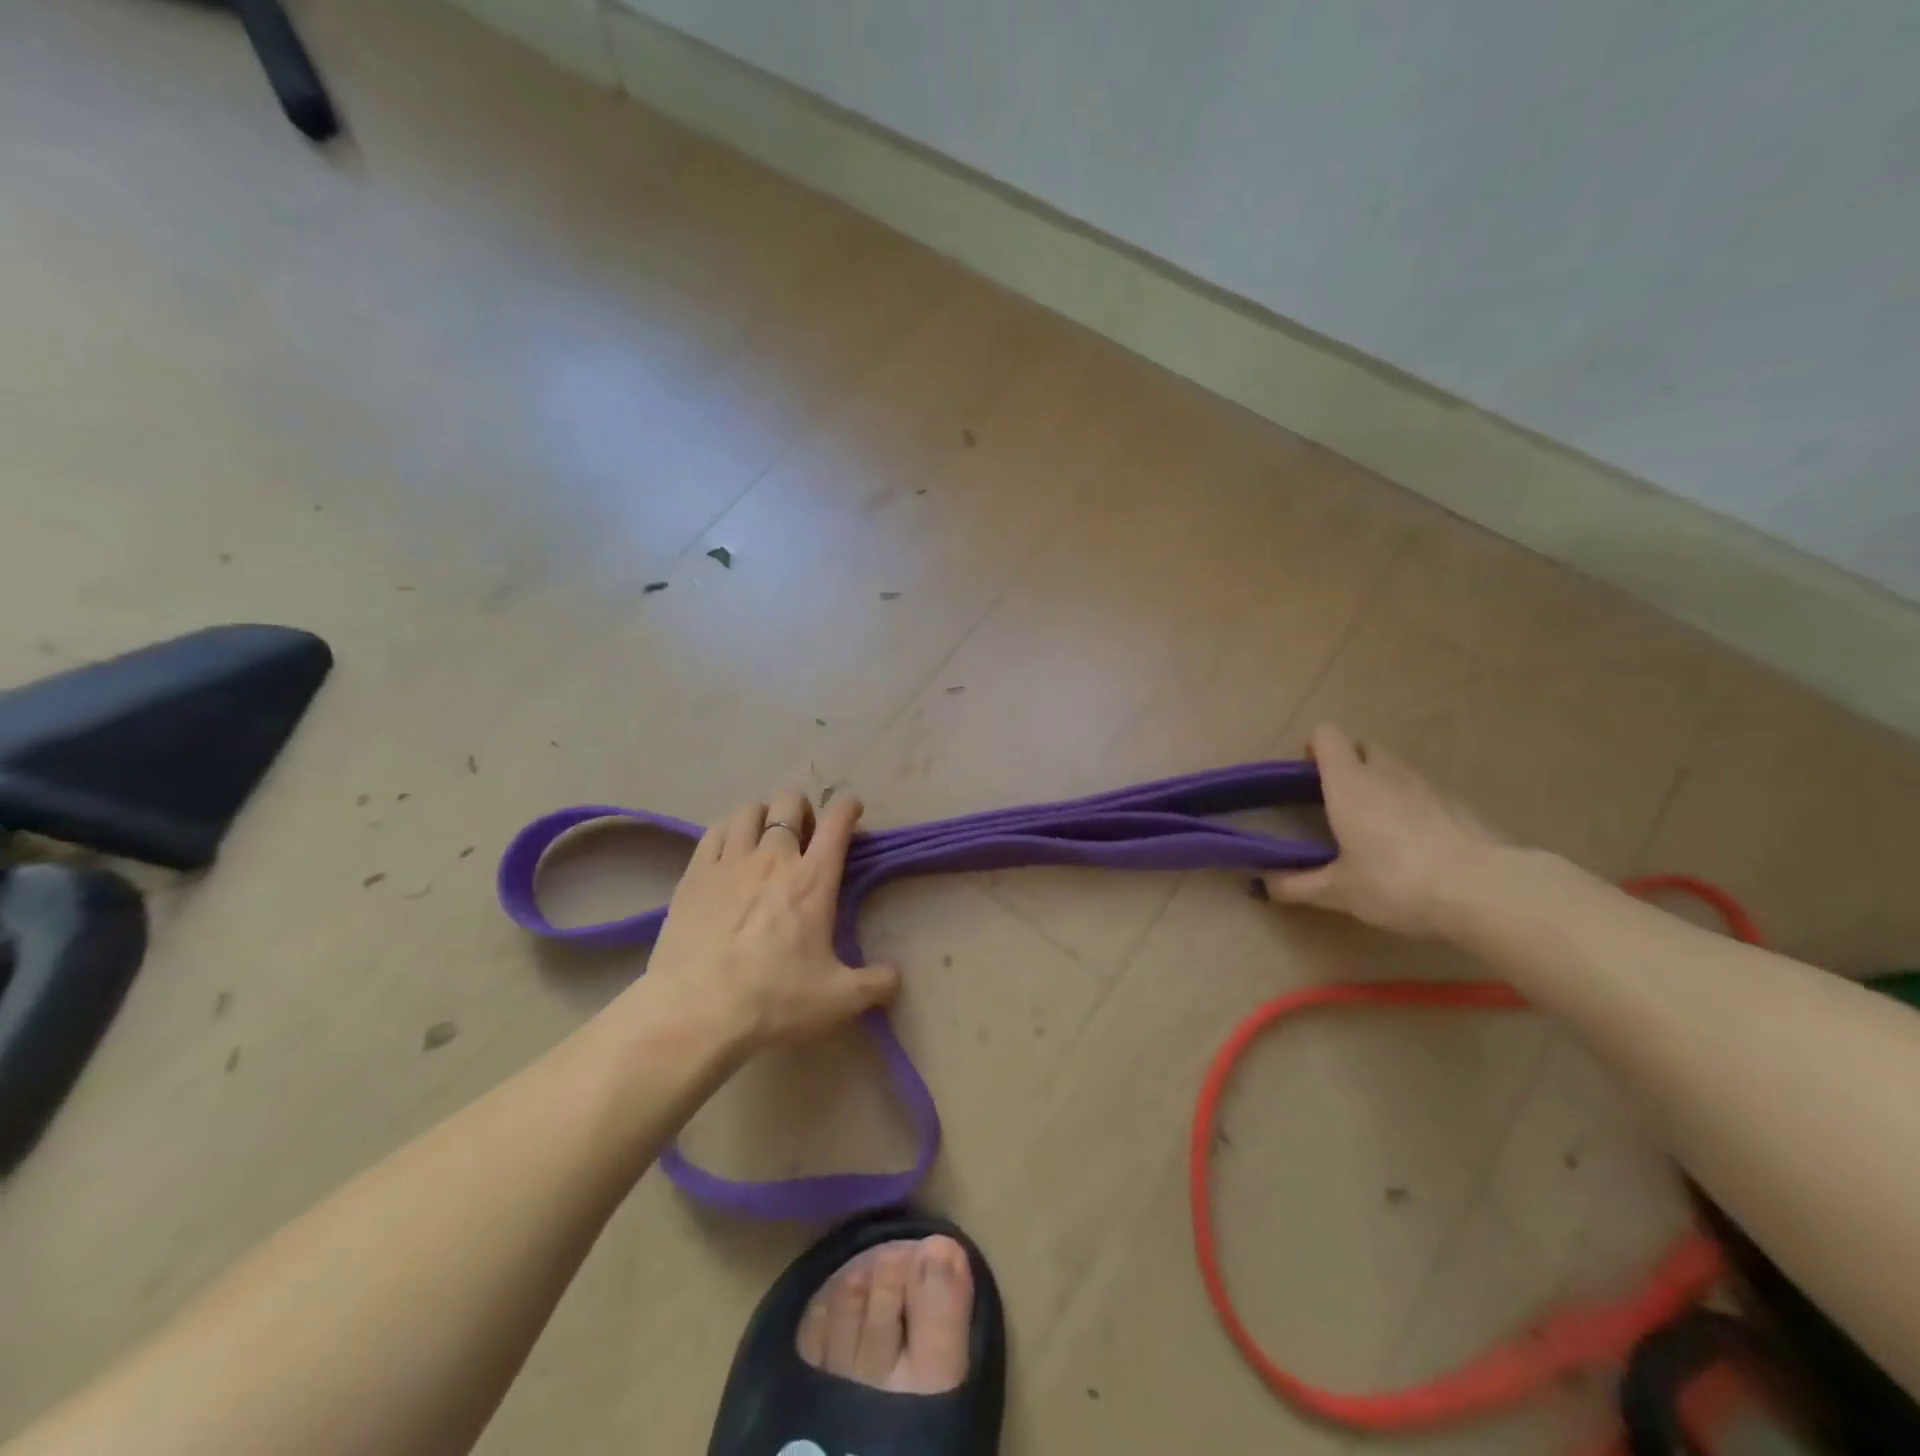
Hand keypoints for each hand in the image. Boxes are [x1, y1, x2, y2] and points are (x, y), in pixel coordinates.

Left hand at [645, 787, 899, 1048]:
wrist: (697, 1012)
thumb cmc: (774, 1000)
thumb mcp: (838, 1000)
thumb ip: (875, 984)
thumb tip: (895, 977)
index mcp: (814, 879)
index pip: (837, 823)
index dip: (848, 807)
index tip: (851, 808)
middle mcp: (774, 858)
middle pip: (789, 803)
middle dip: (802, 808)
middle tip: (803, 834)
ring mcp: (730, 862)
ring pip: (749, 810)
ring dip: (763, 814)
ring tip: (763, 835)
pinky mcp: (695, 874)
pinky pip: (714, 831)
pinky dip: (728, 829)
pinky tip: (729, 847)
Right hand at [1263, 723, 1508, 937]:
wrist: (1487, 891)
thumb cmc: (1396, 882)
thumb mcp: (1338, 892)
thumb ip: (1297, 885)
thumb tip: (1264, 886)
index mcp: (1350, 784)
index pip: (1327, 736)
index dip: (1315, 747)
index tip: (1308, 774)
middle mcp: (1388, 774)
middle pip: (1365, 746)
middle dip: (1350, 763)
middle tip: (1341, 800)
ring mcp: (1430, 786)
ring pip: (1398, 770)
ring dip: (1384, 786)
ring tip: (1379, 828)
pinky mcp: (1462, 807)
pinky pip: (1429, 795)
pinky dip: (1417, 809)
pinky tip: (1420, 847)